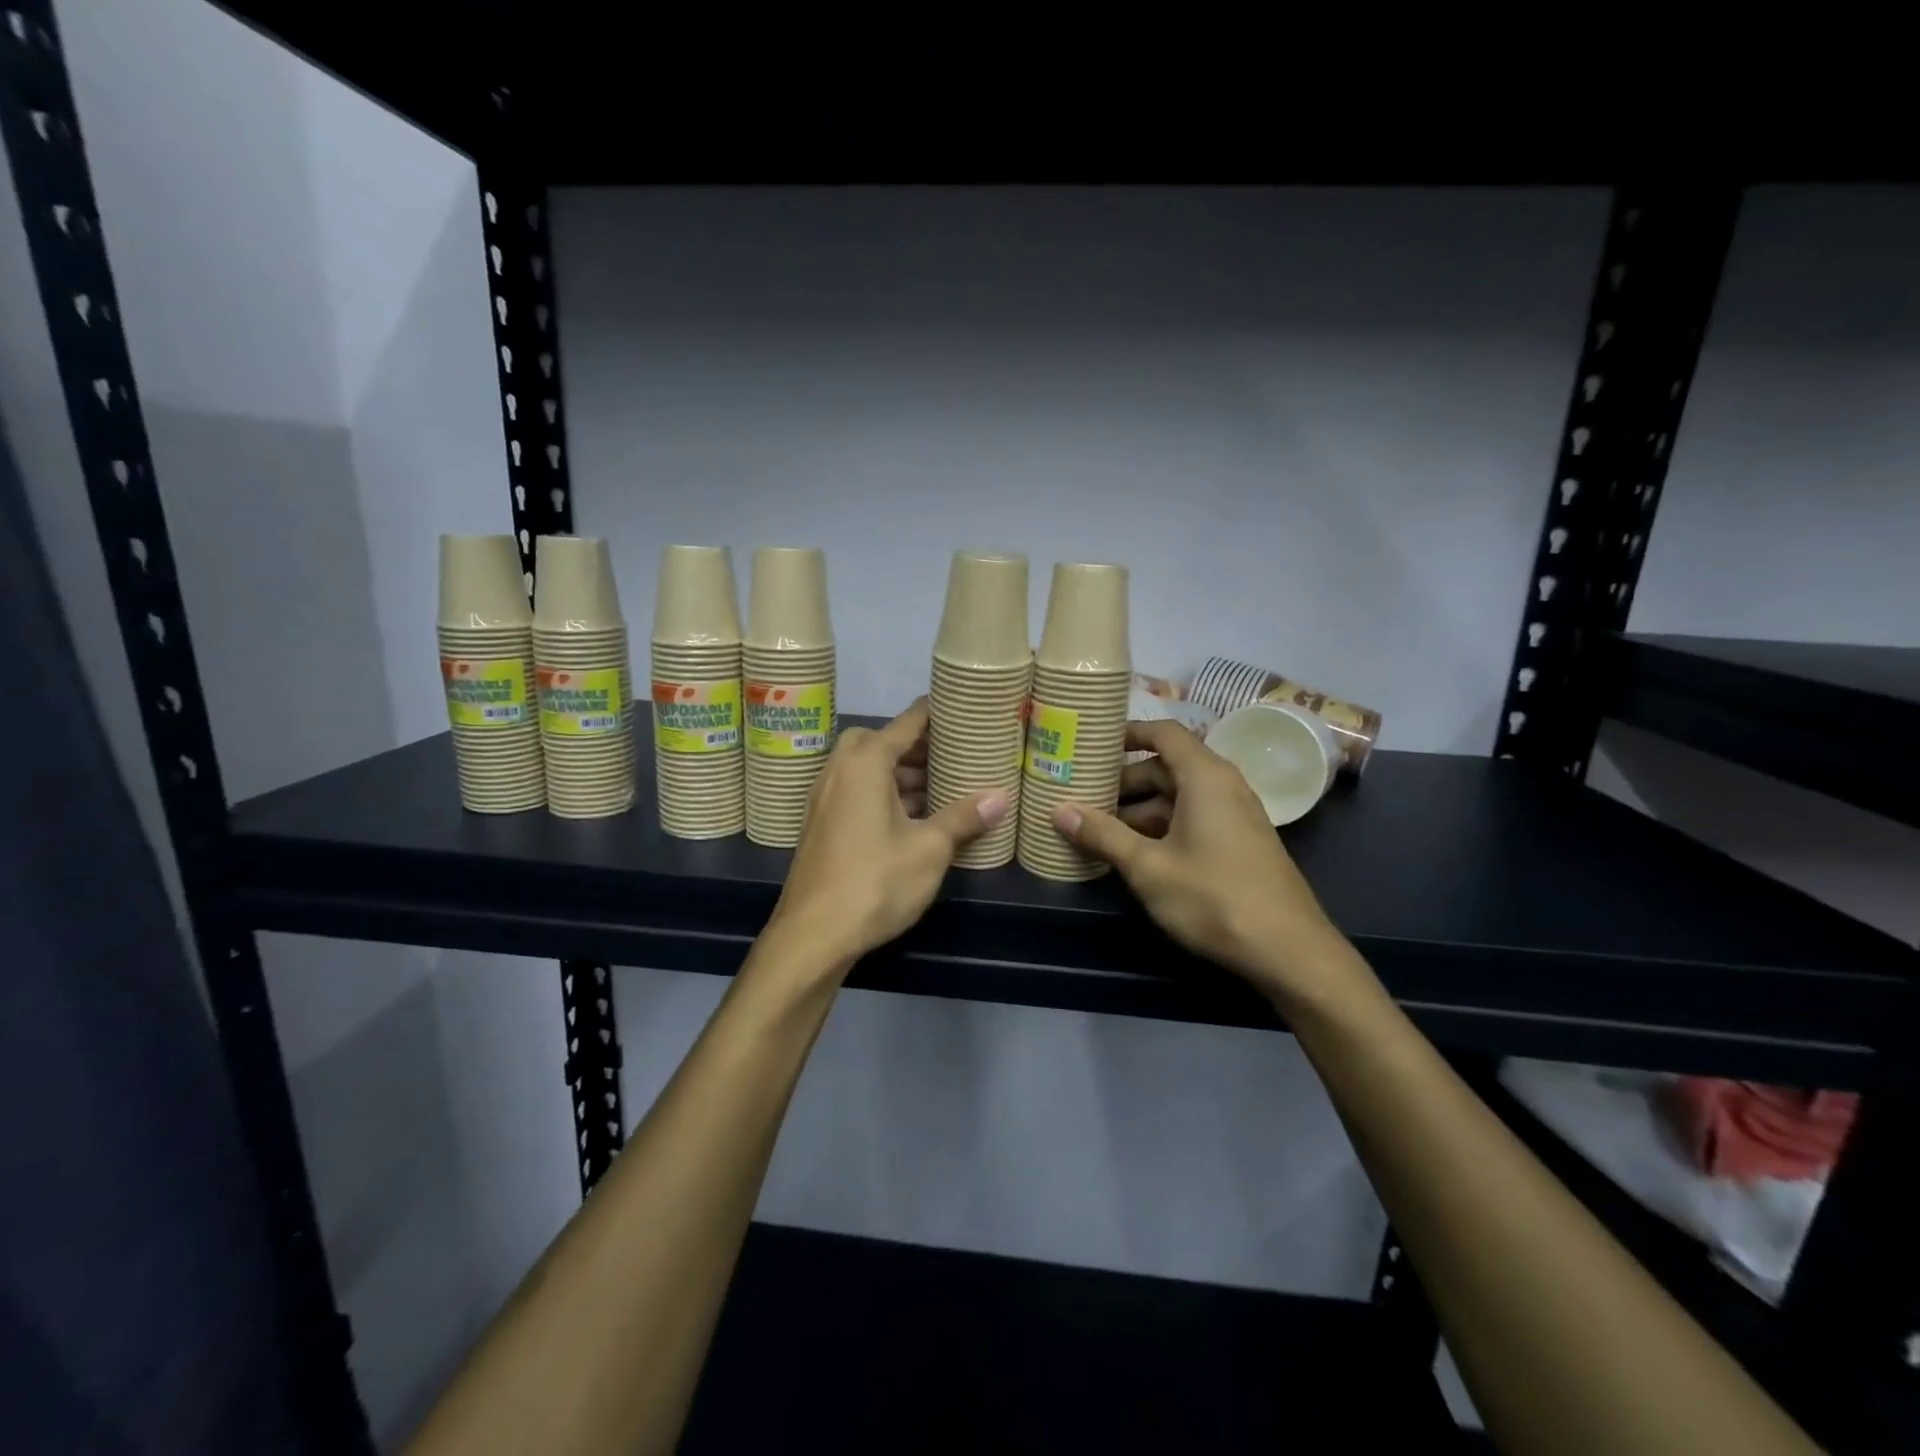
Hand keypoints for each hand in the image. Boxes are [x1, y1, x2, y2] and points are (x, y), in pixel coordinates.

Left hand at [770, 700, 1010, 966]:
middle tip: (949, 756)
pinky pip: (855, 791)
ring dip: (899, 772)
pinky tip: (911, 818)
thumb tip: (1001, 797)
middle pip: (879, 741)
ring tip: (939, 787)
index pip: (906, 722)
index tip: (962, 707)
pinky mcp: (821, 824)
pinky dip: (882, 792)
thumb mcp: (929, 850)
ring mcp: (825, 799)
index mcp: (865, 764)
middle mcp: (839, 771)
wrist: (813, 935)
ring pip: (865, 769)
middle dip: (914, 745)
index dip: (935, 713)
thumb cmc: (875, 882)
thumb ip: (963, 818)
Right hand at [1053, 720, 1358, 1004]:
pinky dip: (1161, 826)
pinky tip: (1135, 854)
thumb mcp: (1148, 867)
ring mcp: (1235, 816)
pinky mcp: (1239, 843)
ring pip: (1178, 796)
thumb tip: (1058, 810)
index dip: (1127, 734)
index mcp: (1205, 777)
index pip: (1164, 732)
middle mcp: (1223, 786)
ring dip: (1140, 808)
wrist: (1289, 951)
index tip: (1092, 746)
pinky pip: (1193, 818)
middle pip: (1167, 766)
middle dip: (1124, 781)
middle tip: (1083, 796)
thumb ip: (1103, 835)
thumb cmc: (1214, 897)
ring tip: (1099, 830)